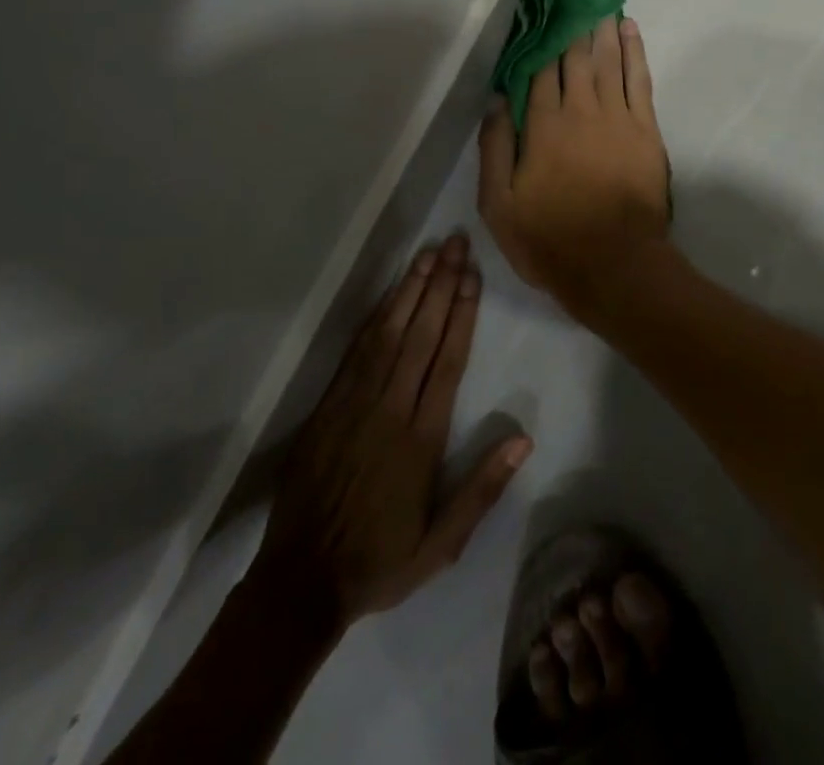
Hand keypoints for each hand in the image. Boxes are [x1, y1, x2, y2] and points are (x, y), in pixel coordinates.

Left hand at [254, 235, 531, 628]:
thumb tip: (523, 439)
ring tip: (428, 254)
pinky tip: (389, 294)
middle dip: (440, 284)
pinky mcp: (328, 405)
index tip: (473, 275)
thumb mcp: (441, 545)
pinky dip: (375, 317)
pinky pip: (356, 351)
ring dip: (409, 290)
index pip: (447, 360)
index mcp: (420, 438)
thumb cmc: (380, 561)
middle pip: (420, 333)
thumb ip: (481, 491)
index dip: (462, 313)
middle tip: (455, 243)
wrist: (299, 581)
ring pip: (388, 333)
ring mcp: (354, 403)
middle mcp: (390, 408)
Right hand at [478, 16, 671, 318]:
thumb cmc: (550, 238)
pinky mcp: (646, 129)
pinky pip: (640, 79)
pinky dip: (634, 50)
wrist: (615, 265)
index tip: (540, 8)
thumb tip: (496, 100)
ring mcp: (617, 117)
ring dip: (601, 26)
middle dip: (571, 20)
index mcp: (543, 126)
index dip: (539, 38)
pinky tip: (629, 29)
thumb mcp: (500, 204)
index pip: (539, 70)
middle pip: (575, 56)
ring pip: (608, 59)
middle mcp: (580, 110)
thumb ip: (496, 148)